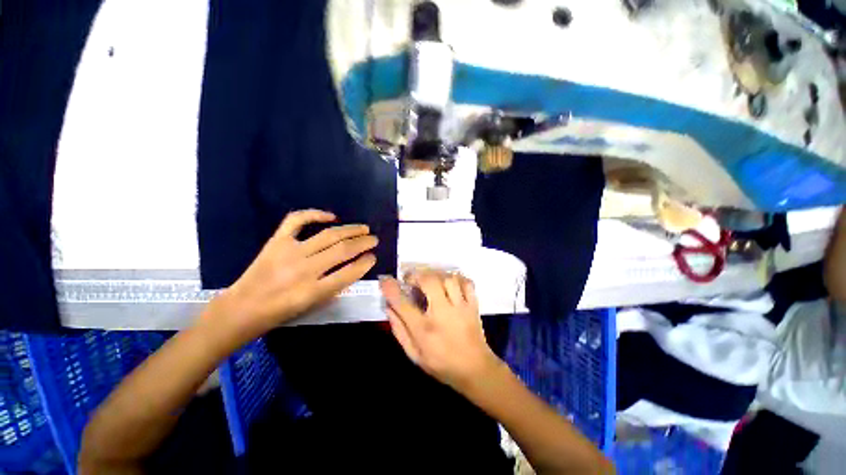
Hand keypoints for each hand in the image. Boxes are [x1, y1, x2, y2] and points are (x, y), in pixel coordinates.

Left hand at [212, 210, 377, 341]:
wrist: (242, 308)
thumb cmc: (280, 312)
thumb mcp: (312, 306)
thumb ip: (335, 286)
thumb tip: (354, 267)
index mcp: (313, 291)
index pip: (349, 273)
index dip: (365, 263)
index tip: (373, 257)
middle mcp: (304, 269)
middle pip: (342, 250)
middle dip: (363, 243)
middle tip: (374, 240)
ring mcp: (289, 252)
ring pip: (328, 235)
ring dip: (350, 230)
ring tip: (363, 228)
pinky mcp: (277, 241)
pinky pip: (297, 221)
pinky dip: (315, 215)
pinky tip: (331, 216)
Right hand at [380, 271, 502, 391]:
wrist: (475, 371)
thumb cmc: (441, 364)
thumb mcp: (414, 354)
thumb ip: (400, 330)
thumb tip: (388, 307)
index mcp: (424, 329)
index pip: (403, 303)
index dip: (391, 289)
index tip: (385, 280)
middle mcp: (442, 314)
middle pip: (429, 282)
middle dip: (417, 275)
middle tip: (412, 279)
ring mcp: (461, 307)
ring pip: (448, 279)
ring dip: (436, 275)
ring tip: (430, 280)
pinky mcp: (473, 305)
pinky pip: (467, 283)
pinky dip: (457, 278)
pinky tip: (450, 283)